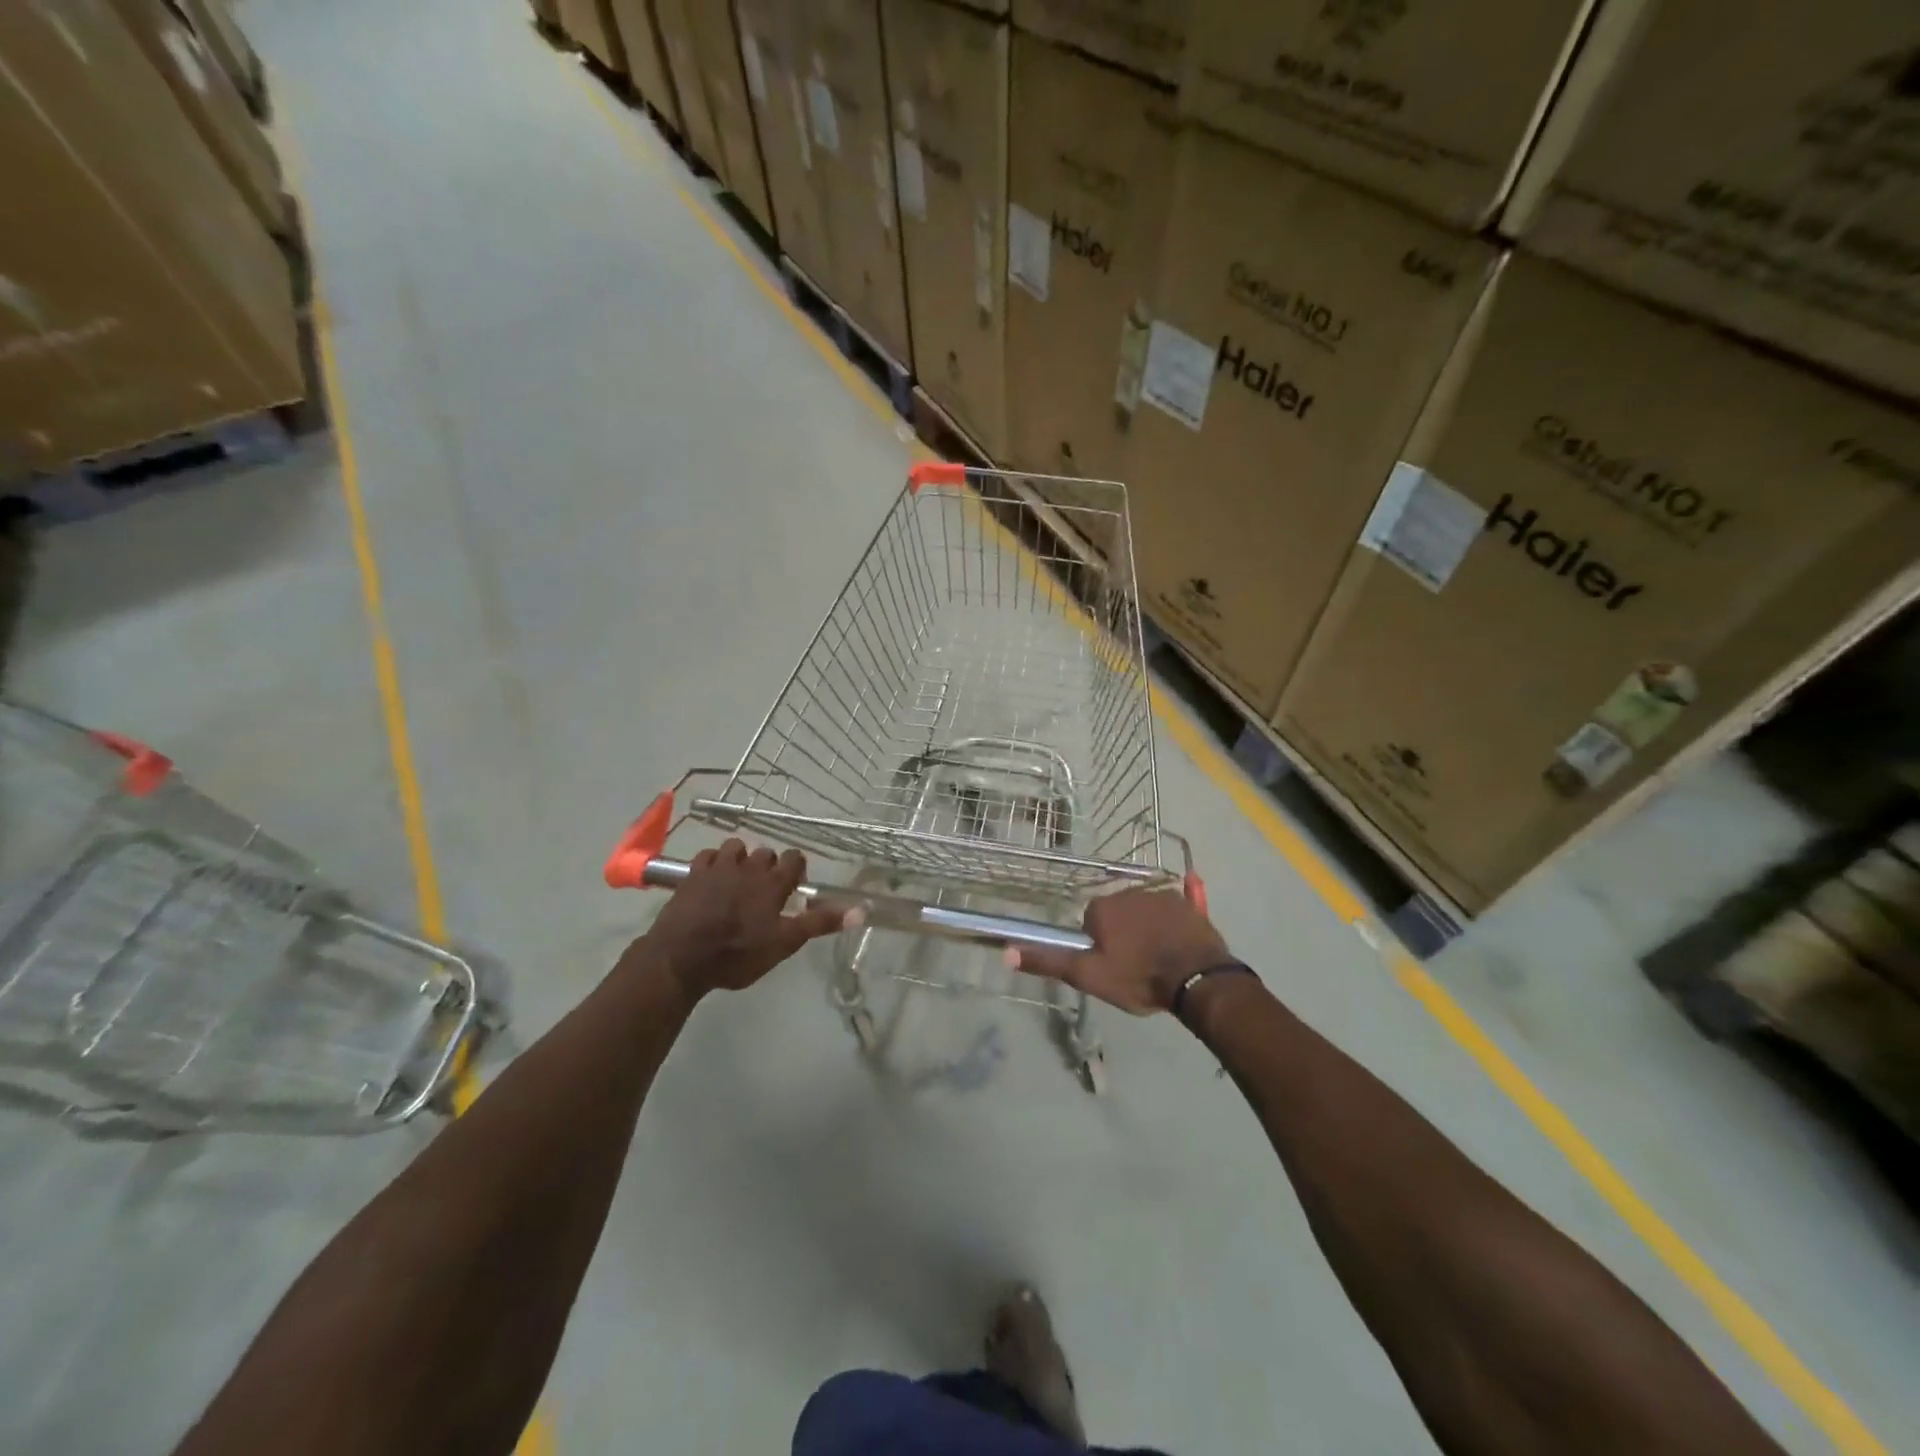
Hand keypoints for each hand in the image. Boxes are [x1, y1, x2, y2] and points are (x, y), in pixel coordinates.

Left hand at [629, 841, 845, 999]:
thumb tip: (862, 909)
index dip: (797, 870)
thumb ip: (820, 923)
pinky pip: (708, 855)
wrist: (681, 959)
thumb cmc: (738, 954)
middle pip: (767, 853)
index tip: (793, 890)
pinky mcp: (692, 873)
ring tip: (738, 882)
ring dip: (741, 860)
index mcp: (773, 882)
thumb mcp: (784, 943)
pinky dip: (714, 863)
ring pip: (736, 847)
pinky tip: (712, 880)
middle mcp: (748, 867)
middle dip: (769, 867)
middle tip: (765, 893)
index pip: (795, 858)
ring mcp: (718, 867)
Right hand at [1011, 888, 1230, 1014]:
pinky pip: (1179, 903)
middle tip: (1134, 965)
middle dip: (1123, 933)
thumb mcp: (1088, 976)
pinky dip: (1179, 907)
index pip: (1091, 922)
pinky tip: (1189, 900)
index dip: (1098, 944)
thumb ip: (1049, 961)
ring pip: (1145, 911)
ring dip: (1148, 928)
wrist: (1196, 979)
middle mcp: (1129, 892)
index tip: (1110, 964)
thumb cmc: (1138, 978)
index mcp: (1103, 907)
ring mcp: (1162, 896)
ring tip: (1160, 959)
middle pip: (1118, 913)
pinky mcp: (1188, 905)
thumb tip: (1006, 951)